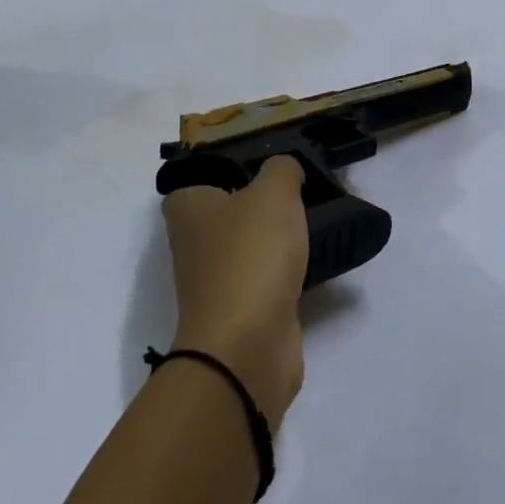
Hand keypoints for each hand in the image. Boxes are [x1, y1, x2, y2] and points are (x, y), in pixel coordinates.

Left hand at [162, 156, 308, 430]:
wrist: (246, 347)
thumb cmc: (251, 256)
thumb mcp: (273, 193)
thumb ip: (282, 169)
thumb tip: (284, 170)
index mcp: (189, 207)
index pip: (205, 171)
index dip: (235, 161)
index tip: (273, 155)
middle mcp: (195, 240)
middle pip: (232, 205)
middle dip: (264, 195)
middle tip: (303, 181)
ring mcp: (218, 277)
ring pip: (252, 240)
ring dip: (278, 232)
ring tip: (315, 213)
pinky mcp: (243, 307)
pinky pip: (268, 273)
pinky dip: (287, 265)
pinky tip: (313, 253)